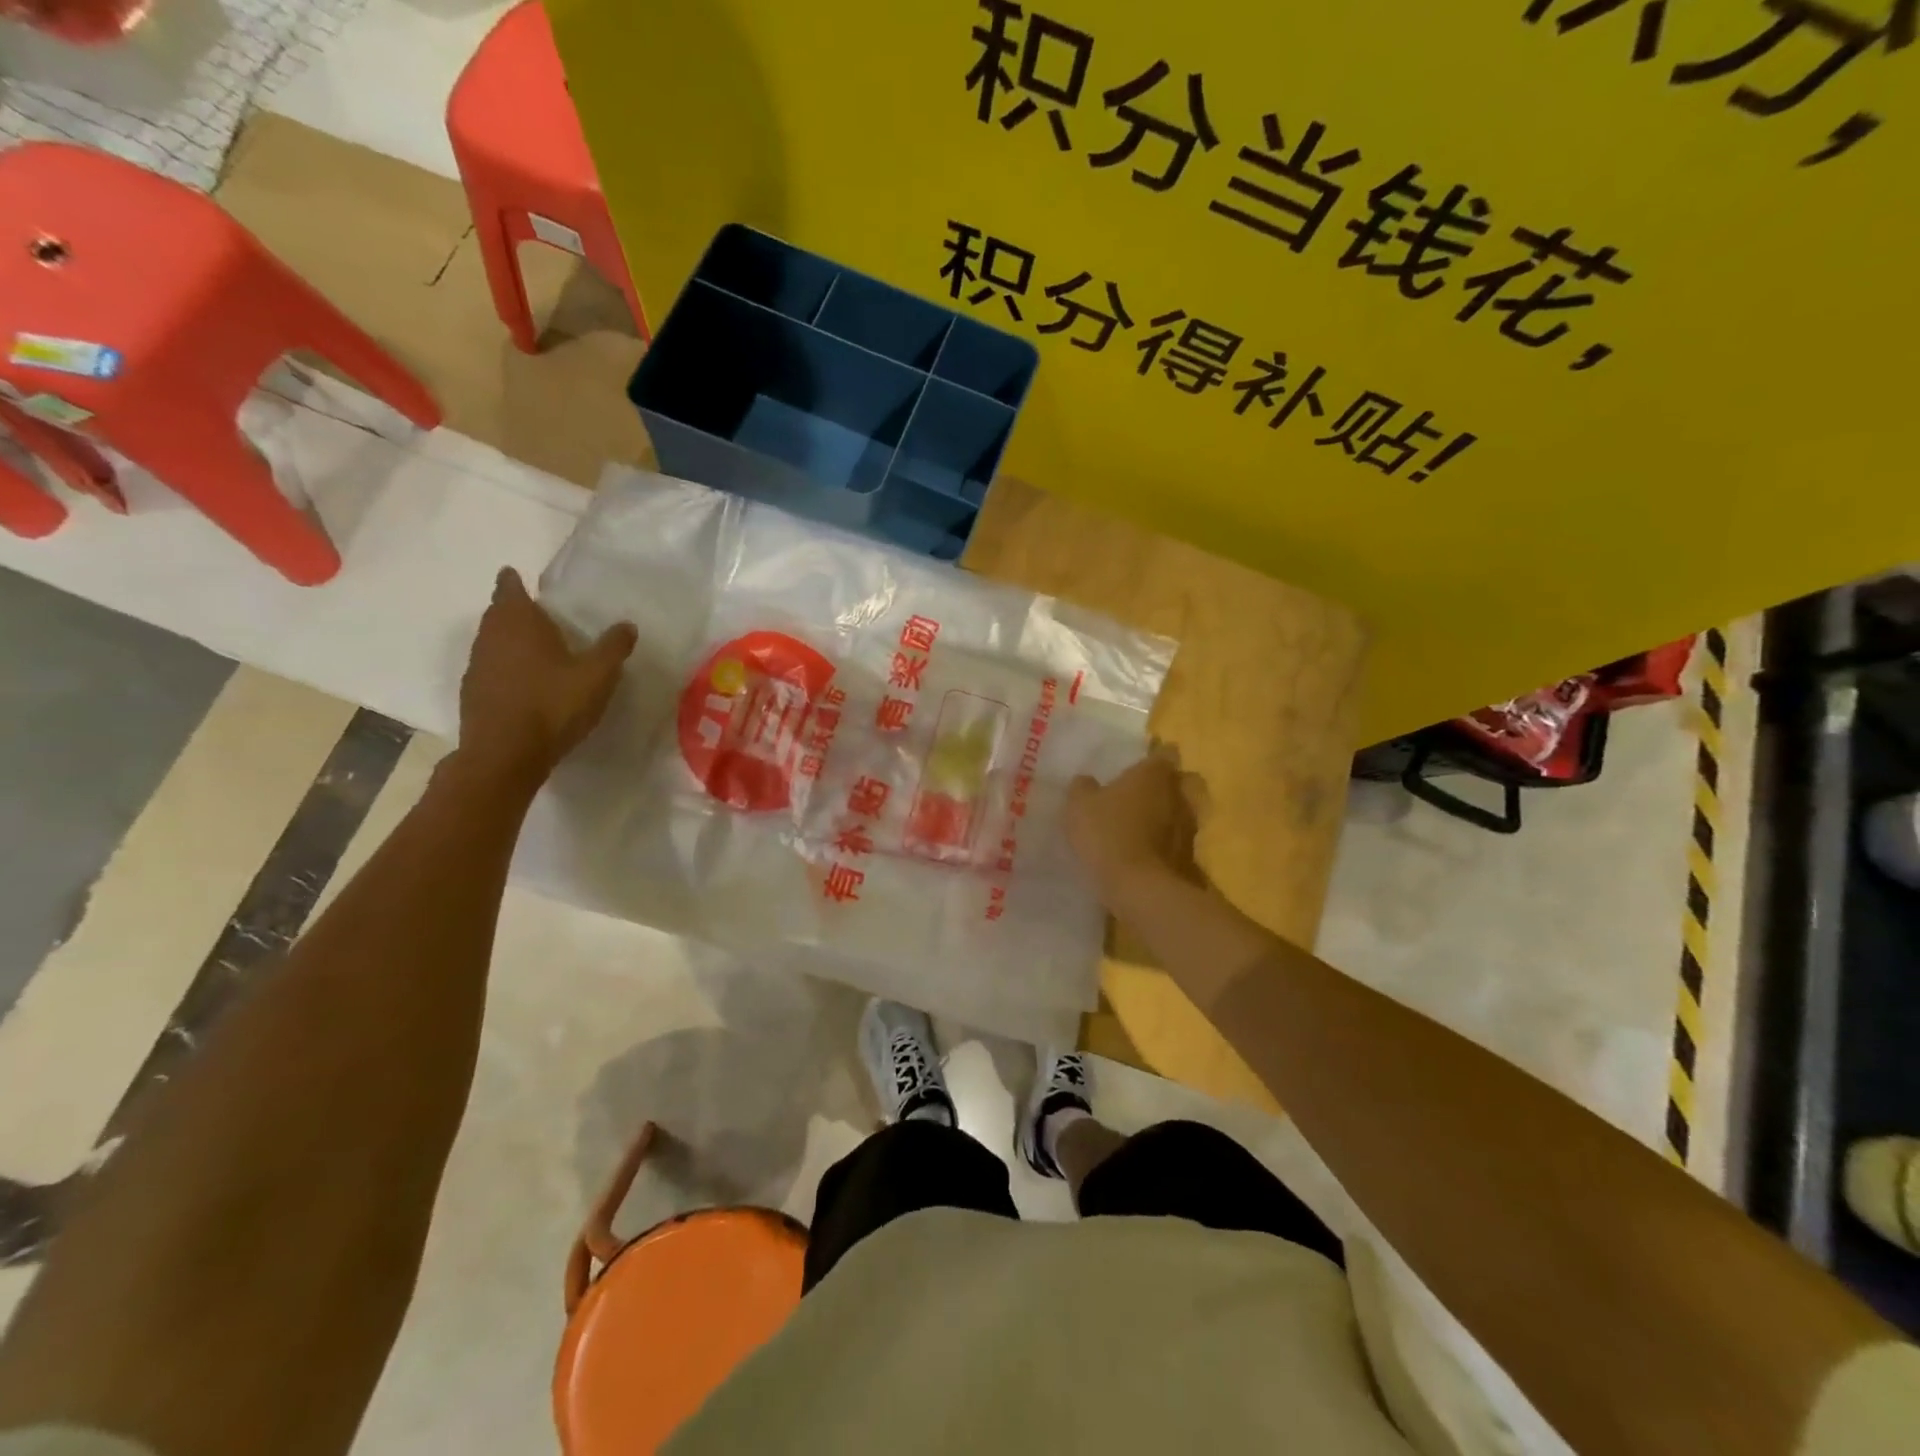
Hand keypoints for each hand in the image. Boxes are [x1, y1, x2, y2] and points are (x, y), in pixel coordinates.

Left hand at [456, 569, 637, 784]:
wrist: (505, 754)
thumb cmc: (553, 704)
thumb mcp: (597, 676)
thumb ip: (613, 648)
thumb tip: (627, 625)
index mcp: (519, 622)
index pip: (509, 588)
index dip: (514, 582)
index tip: (518, 577)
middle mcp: (491, 636)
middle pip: (498, 614)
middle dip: (514, 610)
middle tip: (538, 615)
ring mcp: (477, 665)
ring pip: (492, 641)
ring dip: (509, 641)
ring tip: (535, 649)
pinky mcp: (473, 693)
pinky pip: (491, 669)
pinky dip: (505, 668)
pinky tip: (524, 684)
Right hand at [1065, 744, 1203, 894]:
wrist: (1140, 887)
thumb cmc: (1108, 834)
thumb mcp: (1079, 806)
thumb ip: (1083, 788)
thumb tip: (1086, 781)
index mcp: (1154, 774)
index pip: (1165, 753)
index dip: (1155, 754)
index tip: (1142, 761)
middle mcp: (1178, 794)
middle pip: (1184, 780)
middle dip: (1170, 783)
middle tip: (1147, 791)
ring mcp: (1189, 826)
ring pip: (1185, 810)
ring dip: (1170, 813)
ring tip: (1147, 823)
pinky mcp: (1189, 856)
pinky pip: (1179, 839)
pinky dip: (1168, 841)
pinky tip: (1148, 849)